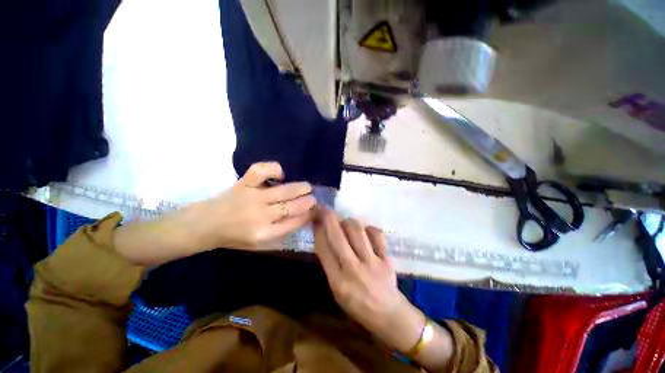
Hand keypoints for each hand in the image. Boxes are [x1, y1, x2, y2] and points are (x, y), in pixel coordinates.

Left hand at [197, 162, 315, 249]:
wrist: (205, 225)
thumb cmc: (234, 237)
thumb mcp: (259, 244)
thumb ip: (281, 232)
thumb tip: (302, 217)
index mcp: (264, 234)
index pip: (294, 222)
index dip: (307, 215)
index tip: (313, 210)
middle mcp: (260, 216)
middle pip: (292, 207)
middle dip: (307, 201)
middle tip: (313, 198)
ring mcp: (252, 197)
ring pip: (284, 190)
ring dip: (300, 187)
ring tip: (307, 186)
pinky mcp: (243, 184)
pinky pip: (261, 171)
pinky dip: (274, 169)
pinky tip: (280, 174)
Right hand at [314, 208, 425, 352]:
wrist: (388, 315)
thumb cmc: (357, 305)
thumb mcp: (336, 290)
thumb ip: (330, 264)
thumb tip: (324, 237)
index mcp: (338, 281)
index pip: (323, 248)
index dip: (318, 230)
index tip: (316, 219)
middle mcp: (353, 269)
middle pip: (338, 236)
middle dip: (329, 218)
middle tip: (325, 208)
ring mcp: (372, 263)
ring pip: (357, 231)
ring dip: (348, 222)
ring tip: (346, 223)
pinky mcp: (387, 259)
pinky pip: (377, 235)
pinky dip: (369, 229)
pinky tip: (365, 231)